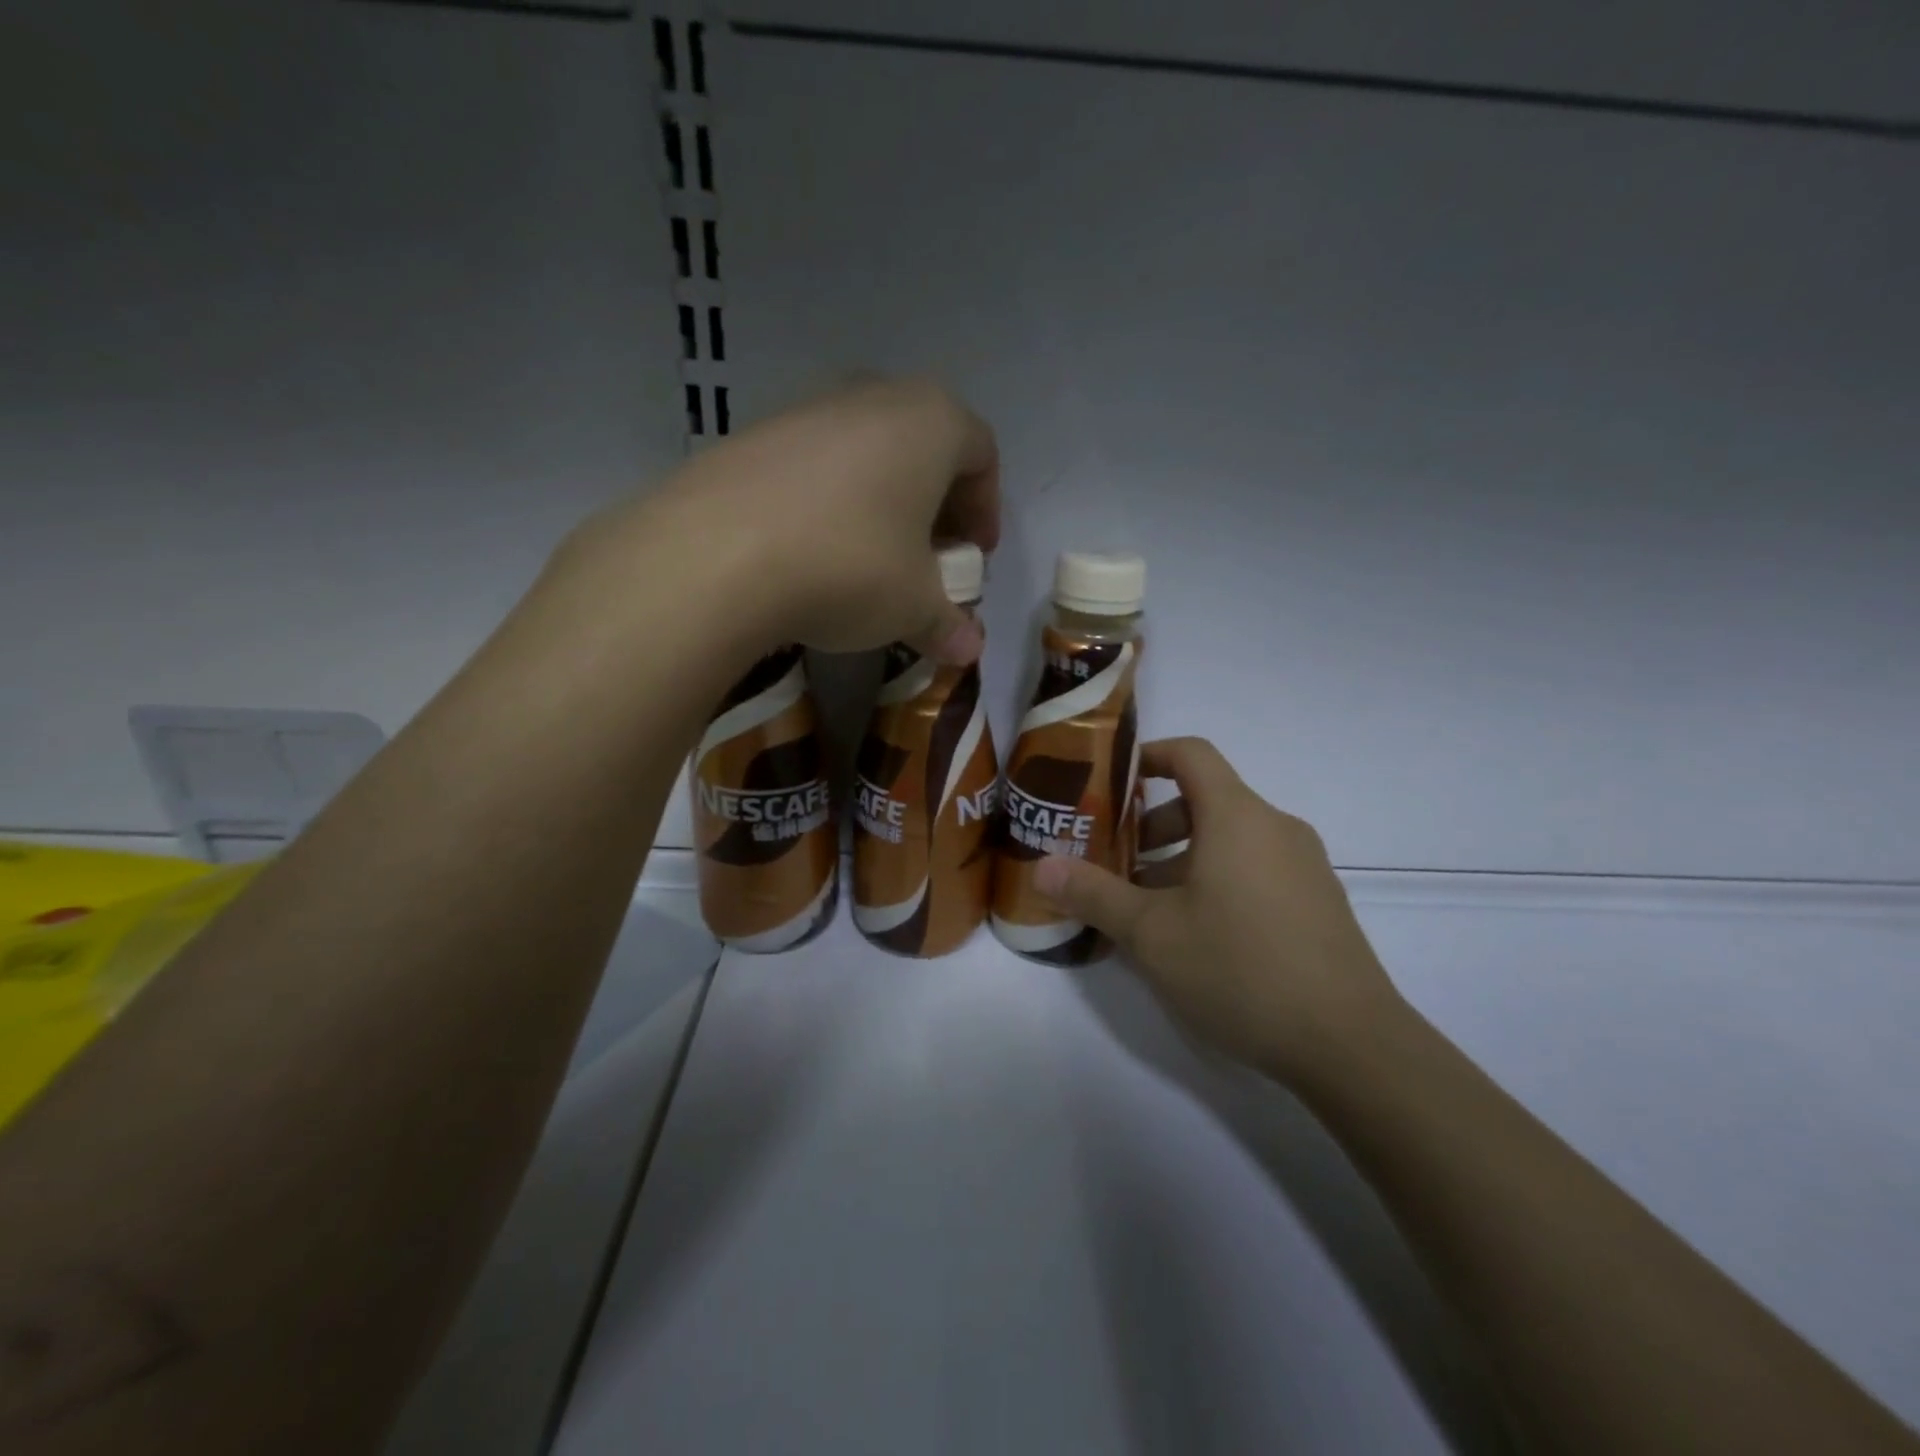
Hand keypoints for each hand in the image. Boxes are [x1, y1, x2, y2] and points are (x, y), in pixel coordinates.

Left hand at [596, 376, 999, 664]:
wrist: (716, 556)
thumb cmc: (850, 567)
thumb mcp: (913, 606)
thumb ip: (948, 625)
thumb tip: (969, 651)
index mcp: (930, 421)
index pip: (981, 454)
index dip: (985, 509)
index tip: (973, 557)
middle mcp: (872, 397)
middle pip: (923, 447)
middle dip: (934, 505)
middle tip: (928, 558)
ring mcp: (806, 409)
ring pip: (865, 453)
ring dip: (879, 504)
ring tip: (868, 561)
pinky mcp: (752, 436)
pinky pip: (811, 466)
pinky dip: (827, 504)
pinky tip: (811, 553)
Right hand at [1034, 737, 1403, 1085]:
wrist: (1351, 1045)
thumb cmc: (1241, 969)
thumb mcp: (1152, 933)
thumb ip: (1094, 894)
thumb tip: (1042, 867)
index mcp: (1237, 817)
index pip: (1191, 754)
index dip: (1147, 756)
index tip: (1110, 783)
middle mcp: (1276, 828)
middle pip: (1206, 800)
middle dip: (1152, 824)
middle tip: (1115, 861)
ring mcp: (1304, 866)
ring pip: (1230, 840)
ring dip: (1182, 858)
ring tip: (1147, 907)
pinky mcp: (1318, 903)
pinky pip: (1255, 869)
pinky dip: (1216, 880)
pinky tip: (1196, 935)